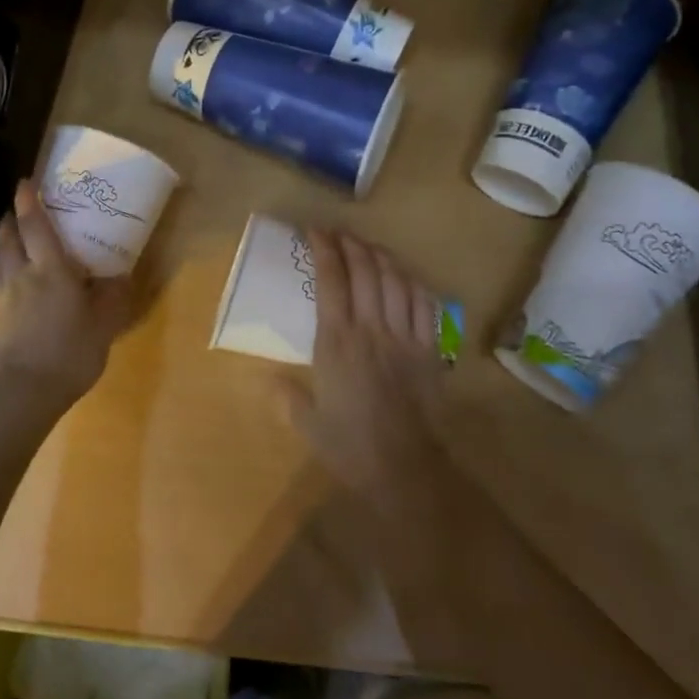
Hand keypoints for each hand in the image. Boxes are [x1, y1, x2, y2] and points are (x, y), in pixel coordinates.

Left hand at [0, 180, 134, 417]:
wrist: (24, 393)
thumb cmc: (69, 352)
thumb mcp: (104, 325)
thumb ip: (113, 297)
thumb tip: (123, 275)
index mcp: (50, 269)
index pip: (36, 225)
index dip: (30, 200)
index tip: (27, 181)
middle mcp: (21, 274)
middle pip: (9, 235)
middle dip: (13, 217)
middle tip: (22, 208)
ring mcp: (1, 295)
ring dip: (2, 240)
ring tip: (11, 238)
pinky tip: (3, 276)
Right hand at [275, 228, 447, 497]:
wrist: (405, 468)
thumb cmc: (350, 446)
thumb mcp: (307, 423)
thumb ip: (286, 397)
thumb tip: (269, 380)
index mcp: (336, 342)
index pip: (331, 281)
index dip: (324, 250)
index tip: (315, 231)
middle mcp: (370, 329)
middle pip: (365, 271)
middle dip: (352, 244)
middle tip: (340, 232)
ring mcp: (403, 336)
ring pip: (395, 281)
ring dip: (381, 256)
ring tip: (369, 246)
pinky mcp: (429, 349)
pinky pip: (424, 304)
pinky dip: (412, 282)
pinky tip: (404, 276)